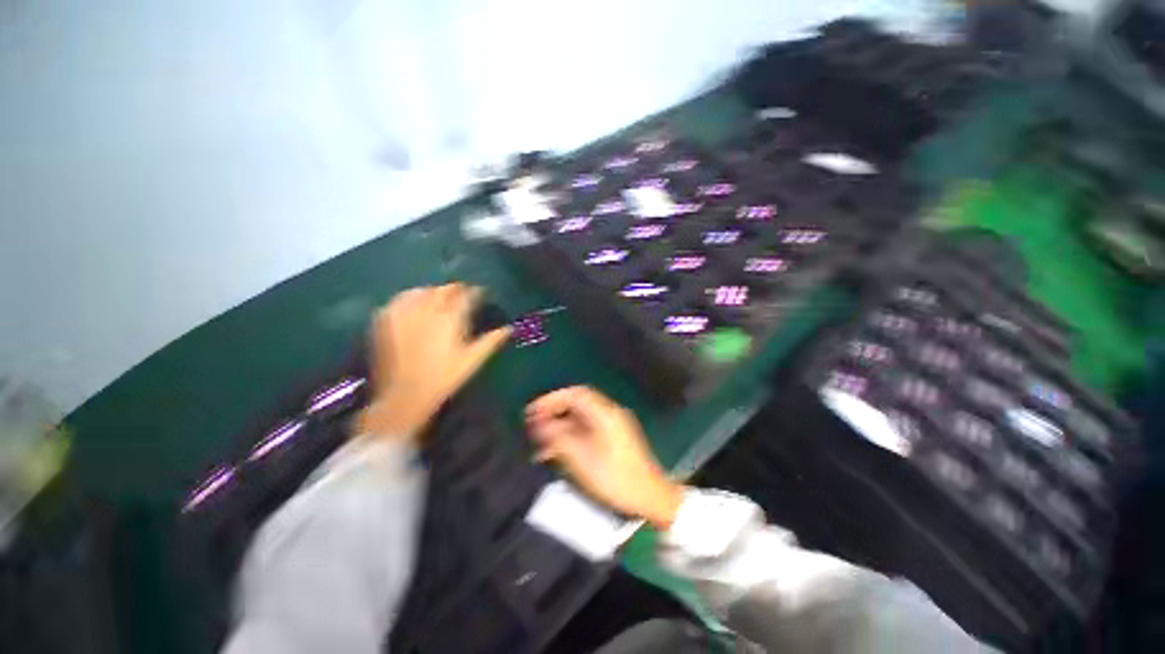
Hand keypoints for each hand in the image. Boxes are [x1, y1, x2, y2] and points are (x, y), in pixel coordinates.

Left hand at [358, 284, 509, 440]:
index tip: (480, 293)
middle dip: (455, 290)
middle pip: (443, 290)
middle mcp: (427, 310)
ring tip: (439, 298)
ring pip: (421, 291)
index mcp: (450, 318)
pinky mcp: (386, 321)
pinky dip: (409, 297)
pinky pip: (399, 300)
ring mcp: (404, 314)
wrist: (404, 396)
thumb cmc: (444, 378)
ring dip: (433, 291)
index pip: (465, 295)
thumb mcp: (472, 360)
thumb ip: (491, 341)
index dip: (475, 292)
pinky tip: (413, 303)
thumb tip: (509, 329)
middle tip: (462, 296)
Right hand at [525, 386, 682, 529]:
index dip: (552, 399)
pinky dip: (570, 436)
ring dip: (560, 427)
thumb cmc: (616, 478)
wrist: (650, 497)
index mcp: (605, 414)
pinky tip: (556, 452)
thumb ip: (559, 439)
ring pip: (580, 419)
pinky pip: (586, 430)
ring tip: (539, 443)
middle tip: (533, 425)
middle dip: (554, 412)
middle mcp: (609, 414)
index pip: (575, 394)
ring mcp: (612, 426)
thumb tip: (540, 425)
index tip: (533, 411)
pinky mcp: (612, 439)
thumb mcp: (583, 460)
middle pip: (577, 404)